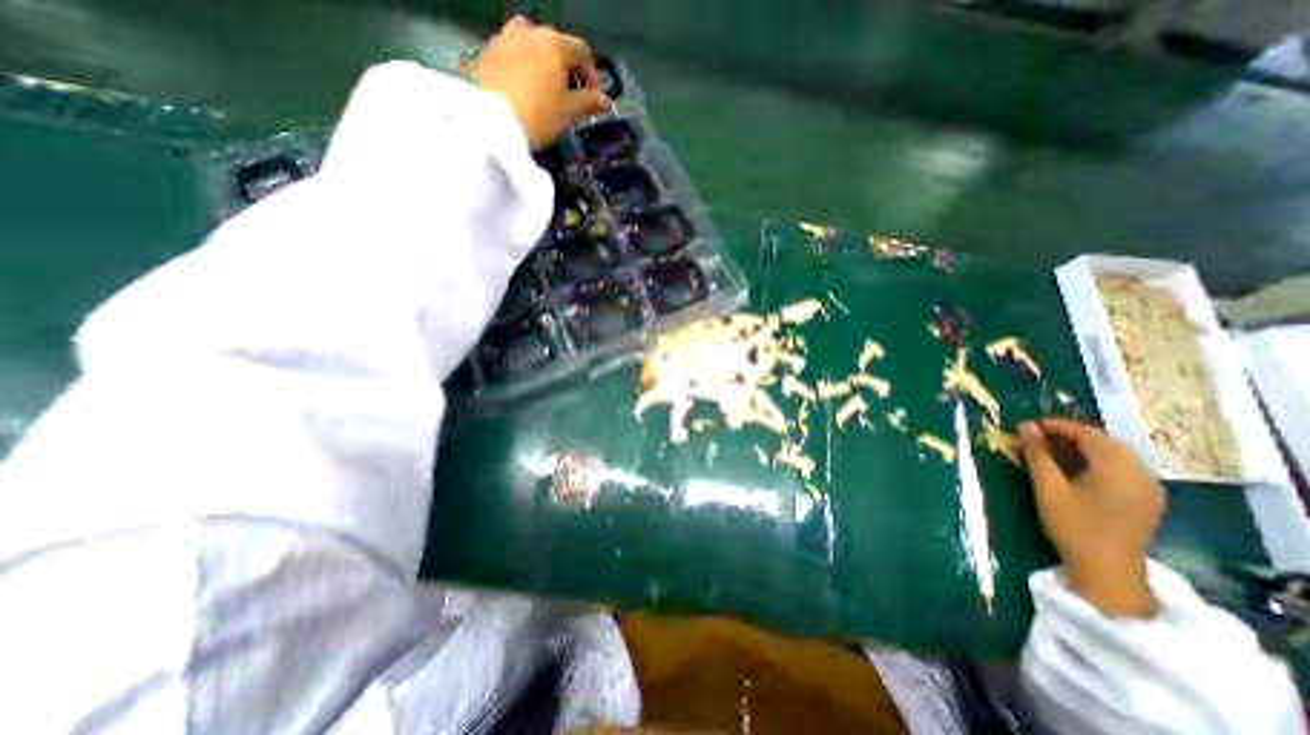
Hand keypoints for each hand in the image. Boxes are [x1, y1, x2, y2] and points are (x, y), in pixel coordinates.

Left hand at [475, 16, 610, 149]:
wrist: (489, 122)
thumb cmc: (537, 116)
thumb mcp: (568, 113)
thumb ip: (588, 103)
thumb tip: (605, 101)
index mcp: (554, 44)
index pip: (582, 51)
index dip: (591, 75)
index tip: (593, 99)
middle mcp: (529, 32)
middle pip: (555, 45)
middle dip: (566, 69)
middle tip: (569, 96)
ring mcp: (504, 38)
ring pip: (531, 46)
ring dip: (542, 65)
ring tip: (544, 92)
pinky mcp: (486, 52)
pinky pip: (512, 55)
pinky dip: (522, 68)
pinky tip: (523, 92)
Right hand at [1017, 416, 1158, 617]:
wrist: (1108, 573)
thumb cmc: (1073, 526)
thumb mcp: (1048, 487)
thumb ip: (1037, 454)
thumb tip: (1024, 426)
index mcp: (1118, 468)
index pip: (1087, 433)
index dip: (1055, 425)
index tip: (1025, 427)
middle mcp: (1140, 473)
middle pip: (1102, 442)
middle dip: (1065, 436)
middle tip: (1031, 439)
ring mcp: (1147, 488)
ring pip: (1110, 455)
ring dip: (1076, 449)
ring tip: (1044, 452)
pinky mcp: (1144, 500)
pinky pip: (1117, 469)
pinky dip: (1091, 462)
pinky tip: (1067, 469)